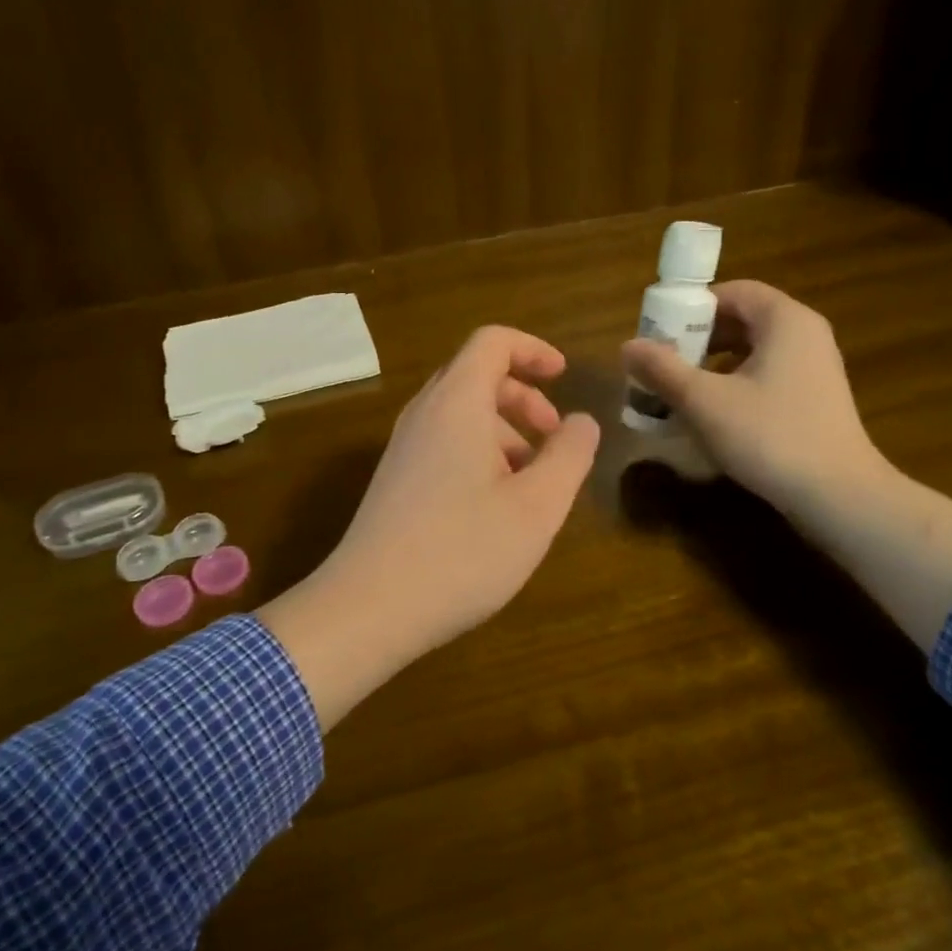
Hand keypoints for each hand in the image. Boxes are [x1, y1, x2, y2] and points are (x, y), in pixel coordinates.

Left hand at [261, 326, 599, 727]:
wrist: (369, 608)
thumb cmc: (463, 551)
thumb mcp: (537, 505)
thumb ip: (569, 455)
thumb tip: (581, 422)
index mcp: (456, 404)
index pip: (492, 342)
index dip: (532, 349)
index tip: (564, 376)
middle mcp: (424, 415)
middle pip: (476, 376)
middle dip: (524, 397)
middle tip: (554, 437)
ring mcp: (403, 449)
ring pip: (460, 415)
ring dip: (504, 431)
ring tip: (533, 481)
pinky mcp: (395, 482)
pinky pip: (443, 445)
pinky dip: (479, 454)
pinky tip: (497, 507)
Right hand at [622, 280, 951, 651]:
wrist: (838, 496)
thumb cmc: (770, 437)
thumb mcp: (704, 402)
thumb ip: (663, 370)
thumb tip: (627, 345)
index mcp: (784, 320)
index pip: (733, 291)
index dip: (691, 306)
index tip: (659, 332)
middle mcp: (805, 335)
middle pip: (742, 320)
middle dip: (697, 338)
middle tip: (662, 362)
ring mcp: (814, 368)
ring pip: (752, 351)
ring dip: (712, 364)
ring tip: (679, 390)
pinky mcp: (814, 400)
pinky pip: (766, 376)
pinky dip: (734, 385)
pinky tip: (712, 415)